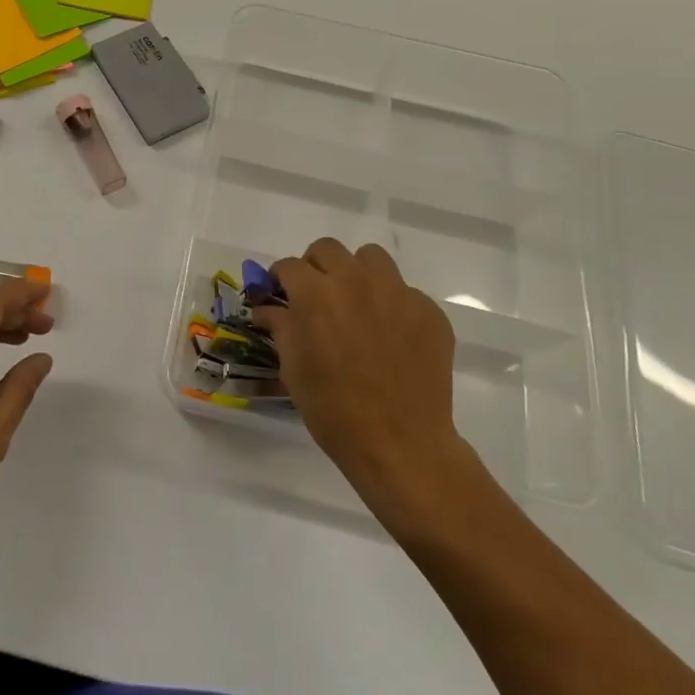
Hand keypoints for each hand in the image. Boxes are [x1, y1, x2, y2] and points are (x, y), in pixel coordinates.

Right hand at [255, 239, 485, 538]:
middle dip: (315, 267)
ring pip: (370, 259)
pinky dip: (391, 304)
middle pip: (328, 249)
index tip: (280, 294)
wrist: (400, 444)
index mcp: (316, 294)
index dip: (280, 279)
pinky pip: (404, 291)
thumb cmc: (334, 410)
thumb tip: (266, 309)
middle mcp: (355, 281)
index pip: (290, 266)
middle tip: (316, 295)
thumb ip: (280, 327)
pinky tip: (390, 335)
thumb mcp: (293, 369)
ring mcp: (396, 292)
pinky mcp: (428, 311)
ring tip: (356, 303)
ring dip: (356, 273)